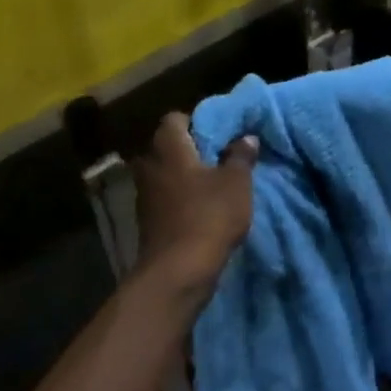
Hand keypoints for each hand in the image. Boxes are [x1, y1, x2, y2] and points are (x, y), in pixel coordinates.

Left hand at [130, 113, 257, 308]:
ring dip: (186, 176)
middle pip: (168, 146)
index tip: (220, 132)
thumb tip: (246, 137)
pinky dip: (181, 198)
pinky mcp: (147, 220)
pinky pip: (165, 197)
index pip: (175, 118)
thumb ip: (240, 156)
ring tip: (214, 183)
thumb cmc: (208, 216)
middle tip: (220, 156)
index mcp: (168, 148)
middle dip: (192, 149)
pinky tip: (202, 208)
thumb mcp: (236, 183)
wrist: (177, 271)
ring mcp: (144, 194)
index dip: (198, 121)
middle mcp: (149, 165)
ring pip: (166, 173)